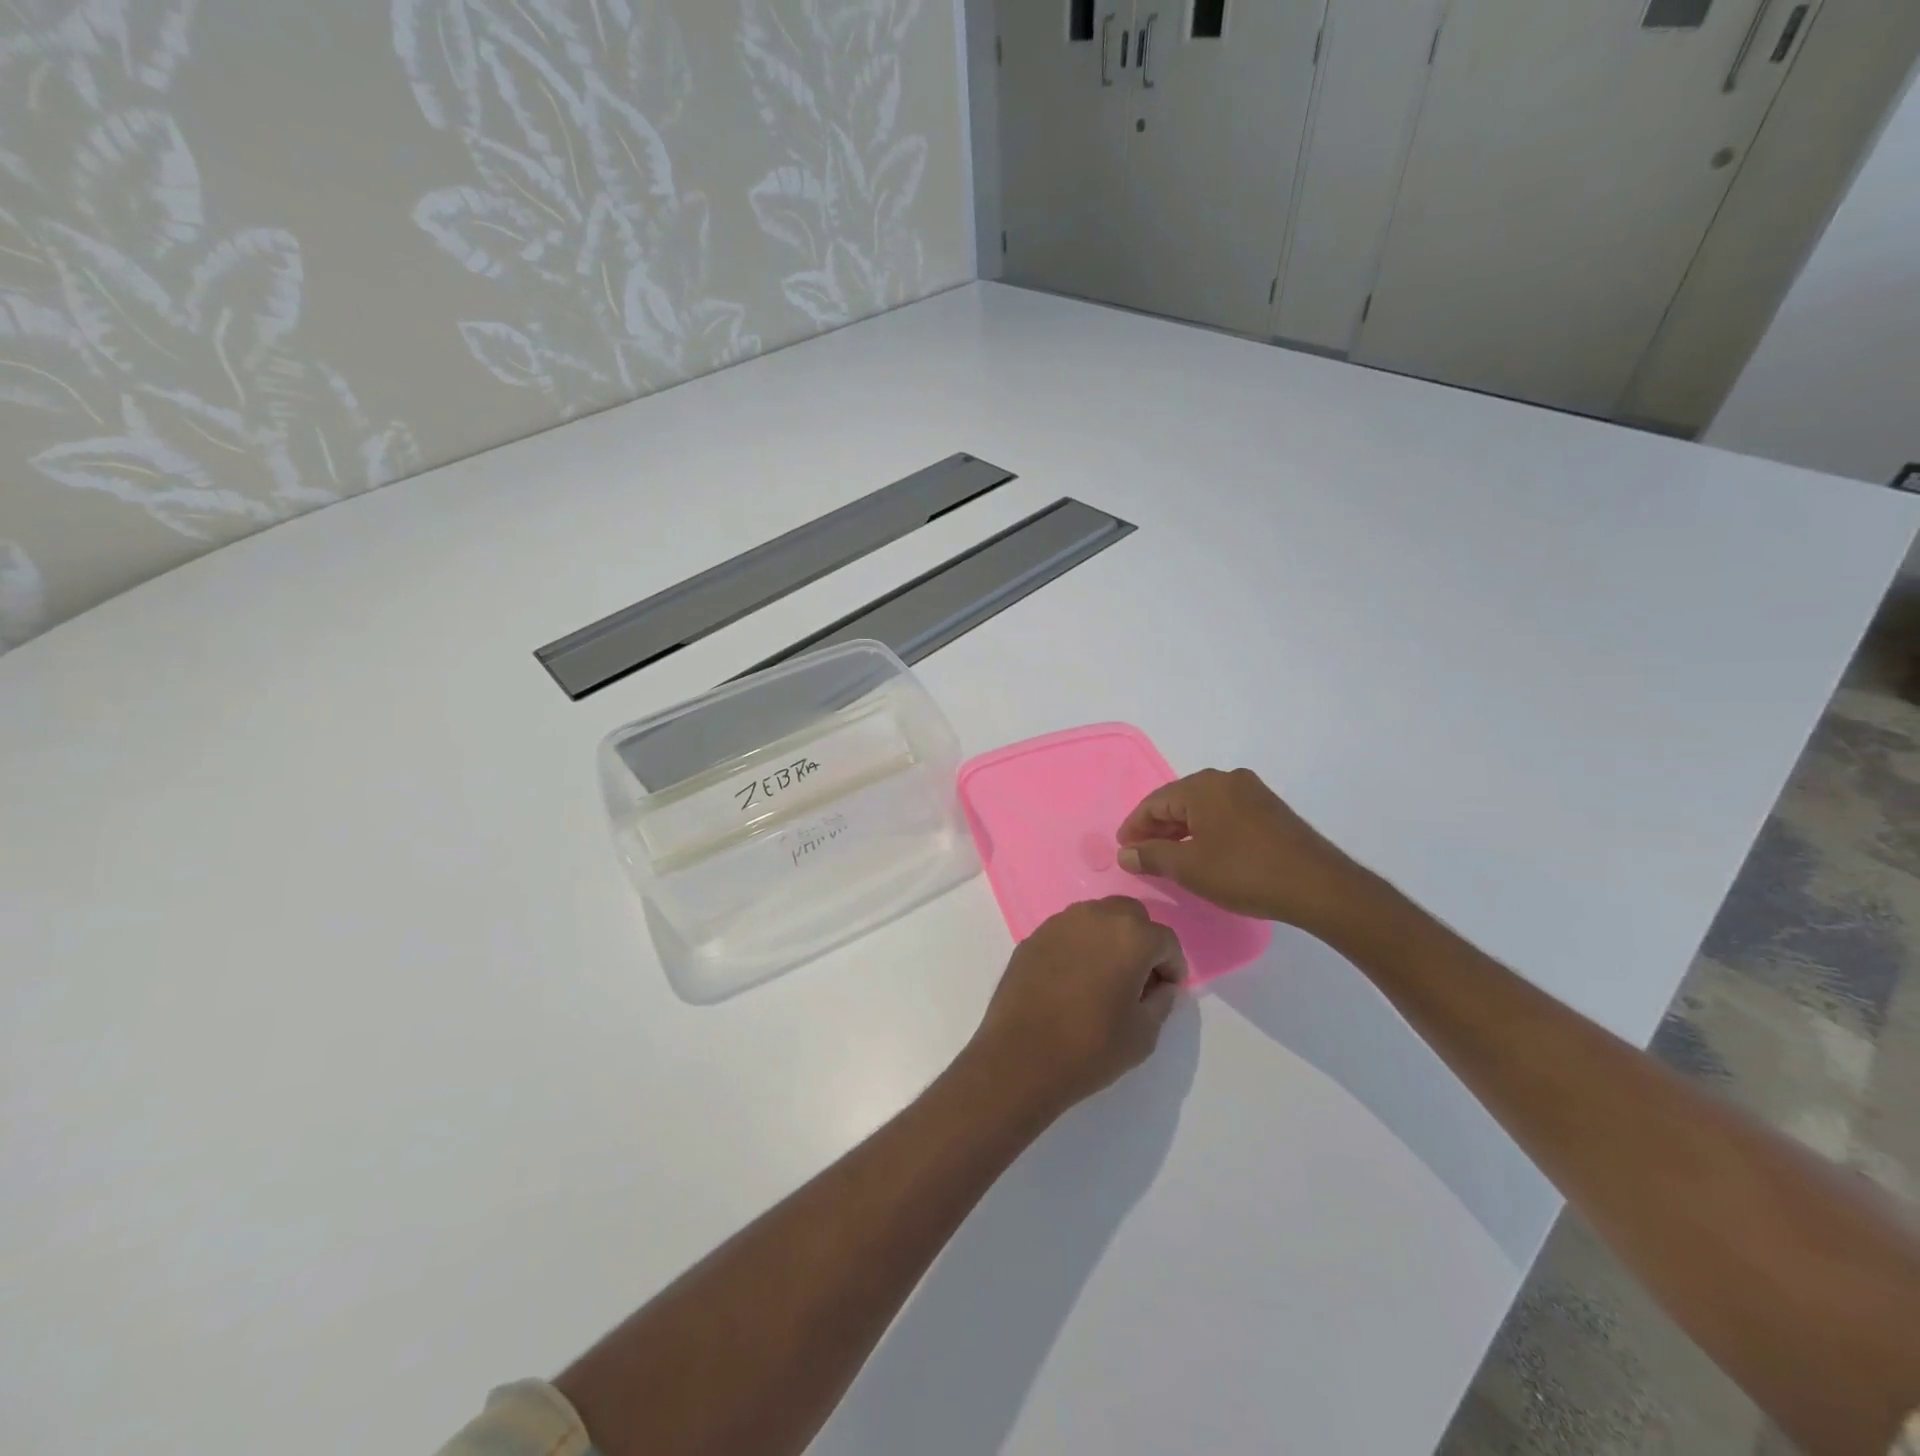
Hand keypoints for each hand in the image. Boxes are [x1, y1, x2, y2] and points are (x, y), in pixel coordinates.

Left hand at [968, 898, 1187, 1119]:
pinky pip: (1068, 932)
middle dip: (1142, 941)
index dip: (1172, 967)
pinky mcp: (1033, 936)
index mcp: (1130, 935)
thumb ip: (1161, 1001)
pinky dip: (1079, 946)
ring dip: (1109, 939)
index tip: (1166, 992)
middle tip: (1139, 979)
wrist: (1020, 1057)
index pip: (1165, 940)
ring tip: (1106, 977)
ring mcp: (1059, 923)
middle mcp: (1095, 916)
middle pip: (1131, 916)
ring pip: (1097, 918)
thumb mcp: (1143, 1033)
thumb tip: (1160, 986)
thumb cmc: (1090, 1047)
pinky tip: (1074, 979)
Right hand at [1115, 768, 1381, 940]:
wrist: (1317, 886)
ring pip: (1203, 807)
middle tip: (1142, 855)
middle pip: (1178, 800)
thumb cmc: (1244, 872)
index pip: (1154, 802)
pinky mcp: (1270, 809)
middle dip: (1157, 828)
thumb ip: (1152, 856)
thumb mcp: (1189, 868)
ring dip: (1182, 830)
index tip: (1123, 850)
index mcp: (1202, 786)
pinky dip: (1207, 830)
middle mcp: (1226, 779)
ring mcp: (1252, 792)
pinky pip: (1225, 813)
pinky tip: (1204, 853)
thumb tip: (1125, 852)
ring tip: (1169, 857)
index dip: (1134, 827)